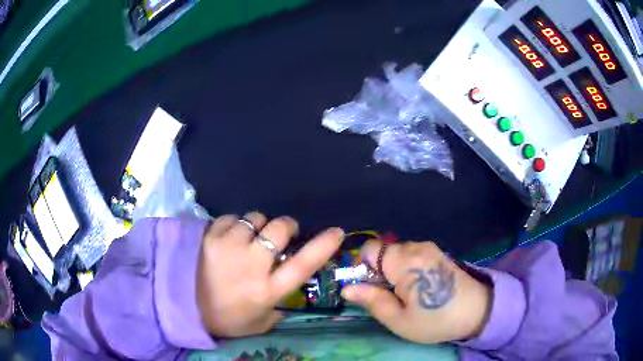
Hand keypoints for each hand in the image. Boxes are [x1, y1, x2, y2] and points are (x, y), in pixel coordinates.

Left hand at [196, 213, 343, 337]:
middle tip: (281, 232)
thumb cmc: (226, 318)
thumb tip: (287, 291)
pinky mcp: (209, 236)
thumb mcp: (260, 322)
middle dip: (286, 226)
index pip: (304, 264)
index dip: (323, 246)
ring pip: (254, 218)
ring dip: (257, 226)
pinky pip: (230, 217)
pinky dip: (234, 224)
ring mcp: (229, 246)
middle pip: (279, 228)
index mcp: (268, 289)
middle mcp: (252, 264)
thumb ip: (278, 307)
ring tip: (248, 237)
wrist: (184, 307)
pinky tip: (229, 236)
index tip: (337, 232)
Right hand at [341, 240, 490, 343]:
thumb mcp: (399, 320)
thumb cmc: (436, 319)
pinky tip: (419, 287)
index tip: (369, 289)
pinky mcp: (437, 253)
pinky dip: (406, 269)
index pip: (369, 249)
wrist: (477, 310)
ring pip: (396, 254)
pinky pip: (411, 256)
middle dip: (378, 272)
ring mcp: (429, 248)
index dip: (362, 268)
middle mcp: (416, 246)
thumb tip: (347, 288)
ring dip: (393, 272)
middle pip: (382, 252)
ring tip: (405, 295)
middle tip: (389, 297)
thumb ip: (372, 301)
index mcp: (405, 261)